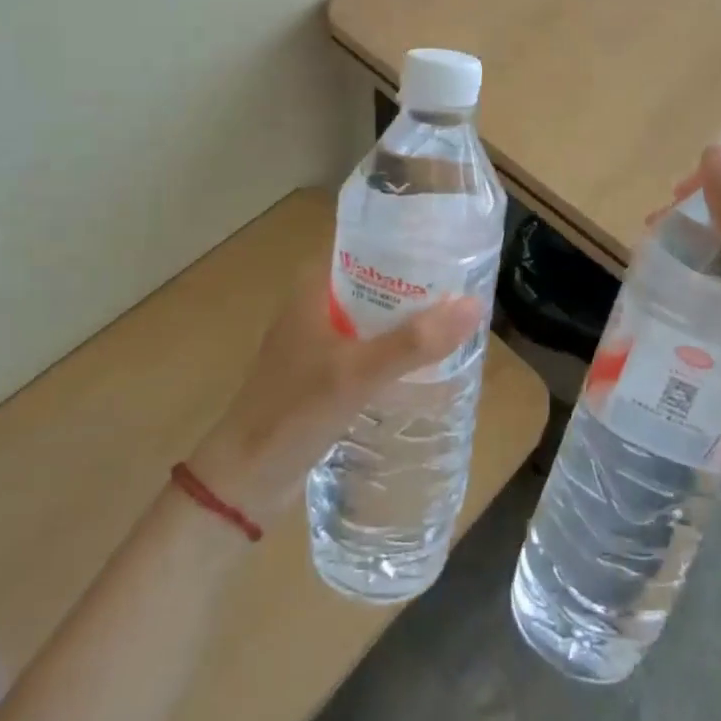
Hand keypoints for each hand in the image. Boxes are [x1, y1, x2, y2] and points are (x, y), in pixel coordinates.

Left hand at [187, 270, 483, 520]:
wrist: (244, 481)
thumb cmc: (294, 412)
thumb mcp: (358, 372)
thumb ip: (414, 342)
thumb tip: (475, 304)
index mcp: (314, 284)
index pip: (367, 242)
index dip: (408, 239)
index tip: (452, 242)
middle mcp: (317, 302)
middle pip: (376, 277)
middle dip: (417, 280)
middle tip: (466, 282)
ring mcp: (320, 338)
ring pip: (375, 313)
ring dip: (409, 315)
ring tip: (457, 315)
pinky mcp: (325, 370)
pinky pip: (370, 344)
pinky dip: (396, 345)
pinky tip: (427, 358)